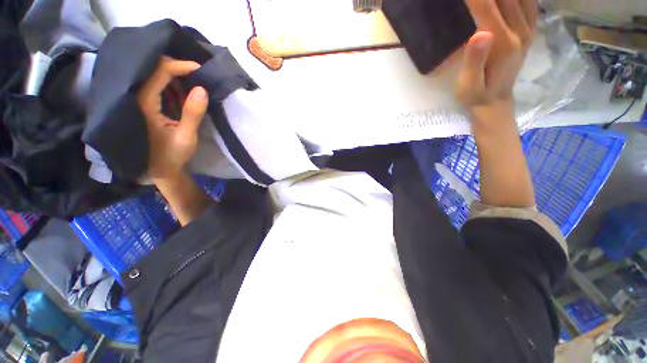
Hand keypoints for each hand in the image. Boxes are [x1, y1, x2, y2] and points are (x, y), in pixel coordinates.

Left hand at [137, 56, 208, 180]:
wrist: (159, 168)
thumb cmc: (171, 154)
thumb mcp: (186, 136)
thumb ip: (193, 113)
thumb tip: (202, 88)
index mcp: (144, 103)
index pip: (160, 72)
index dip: (181, 66)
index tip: (200, 69)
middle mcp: (137, 96)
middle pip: (154, 68)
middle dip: (178, 67)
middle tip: (199, 73)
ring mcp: (140, 99)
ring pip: (155, 74)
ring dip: (176, 74)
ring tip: (195, 80)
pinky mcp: (146, 104)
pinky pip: (157, 84)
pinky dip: (173, 83)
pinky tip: (185, 89)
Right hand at [457, 0, 536, 128]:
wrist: (496, 103)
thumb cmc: (476, 95)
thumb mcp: (468, 84)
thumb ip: (474, 60)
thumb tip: (480, 33)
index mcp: (503, 43)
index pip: (487, 7)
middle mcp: (520, 30)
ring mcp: (528, 29)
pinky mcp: (530, 30)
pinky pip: (530, 2)